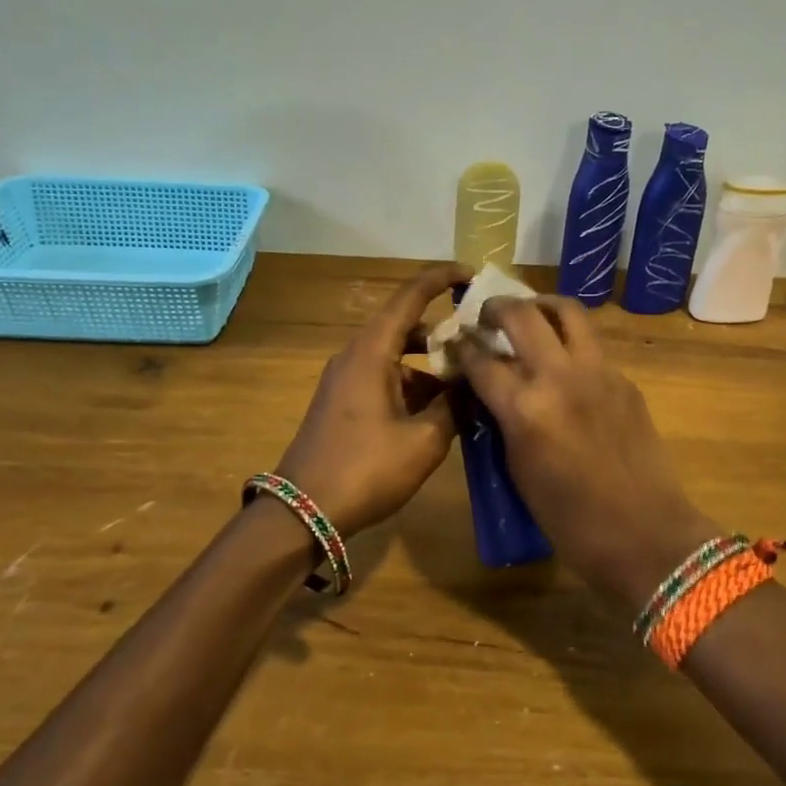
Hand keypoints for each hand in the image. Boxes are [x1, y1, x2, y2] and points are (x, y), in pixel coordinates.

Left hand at [273, 262, 468, 536]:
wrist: (303, 511)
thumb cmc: (366, 469)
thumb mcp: (424, 441)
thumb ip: (454, 406)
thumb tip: (474, 386)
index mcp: (372, 351)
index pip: (410, 296)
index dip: (441, 279)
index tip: (472, 274)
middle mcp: (356, 355)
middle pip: (405, 325)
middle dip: (445, 331)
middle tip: (482, 339)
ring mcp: (346, 379)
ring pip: (397, 356)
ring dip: (431, 364)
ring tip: (469, 383)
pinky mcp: (343, 401)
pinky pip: (385, 377)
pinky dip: (413, 384)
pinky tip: (440, 412)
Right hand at [452, 297, 710, 611]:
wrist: (645, 534)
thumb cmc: (570, 520)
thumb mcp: (519, 471)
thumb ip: (503, 422)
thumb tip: (490, 392)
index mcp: (525, 409)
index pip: (482, 360)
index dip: (462, 347)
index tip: (455, 341)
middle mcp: (560, 377)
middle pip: (522, 315)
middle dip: (497, 308)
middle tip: (487, 316)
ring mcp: (598, 372)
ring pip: (568, 312)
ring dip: (541, 306)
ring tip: (530, 315)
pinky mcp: (624, 379)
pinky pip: (592, 344)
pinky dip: (571, 340)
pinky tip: (564, 361)